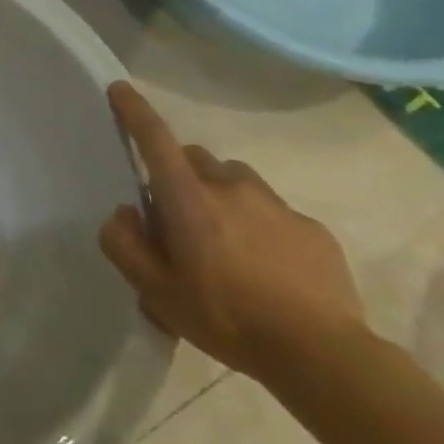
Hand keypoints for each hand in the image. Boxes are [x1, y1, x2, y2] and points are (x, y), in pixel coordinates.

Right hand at [98, 82, 365, 383]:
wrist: (323, 356)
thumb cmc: (225, 317)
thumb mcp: (154, 290)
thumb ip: (123, 244)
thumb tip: (125, 213)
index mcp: (187, 197)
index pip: (155, 139)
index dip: (134, 111)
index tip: (120, 88)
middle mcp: (230, 187)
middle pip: (195, 159)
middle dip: (181, 175)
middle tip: (179, 219)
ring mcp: (276, 205)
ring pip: (235, 181)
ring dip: (221, 197)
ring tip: (225, 244)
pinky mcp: (312, 229)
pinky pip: (273, 212)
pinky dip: (259, 226)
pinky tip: (266, 269)